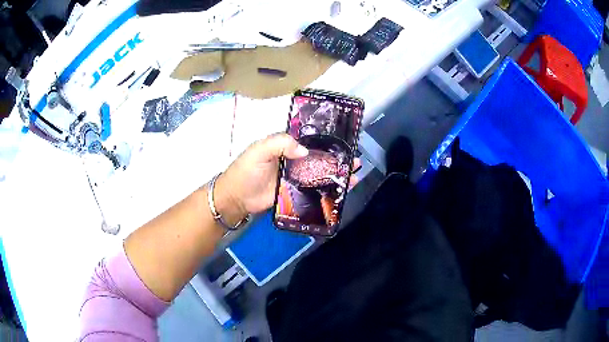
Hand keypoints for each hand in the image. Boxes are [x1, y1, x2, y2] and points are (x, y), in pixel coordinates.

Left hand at [214, 133, 359, 225]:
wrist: (237, 198)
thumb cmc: (246, 170)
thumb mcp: (259, 150)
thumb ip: (280, 143)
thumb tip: (305, 151)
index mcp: (286, 146)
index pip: (310, 140)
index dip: (326, 140)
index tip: (344, 141)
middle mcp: (294, 160)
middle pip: (319, 157)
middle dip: (338, 158)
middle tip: (355, 160)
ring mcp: (296, 177)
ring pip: (320, 173)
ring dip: (337, 173)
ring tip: (355, 174)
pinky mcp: (296, 192)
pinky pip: (314, 189)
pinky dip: (328, 189)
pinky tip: (342, 190)